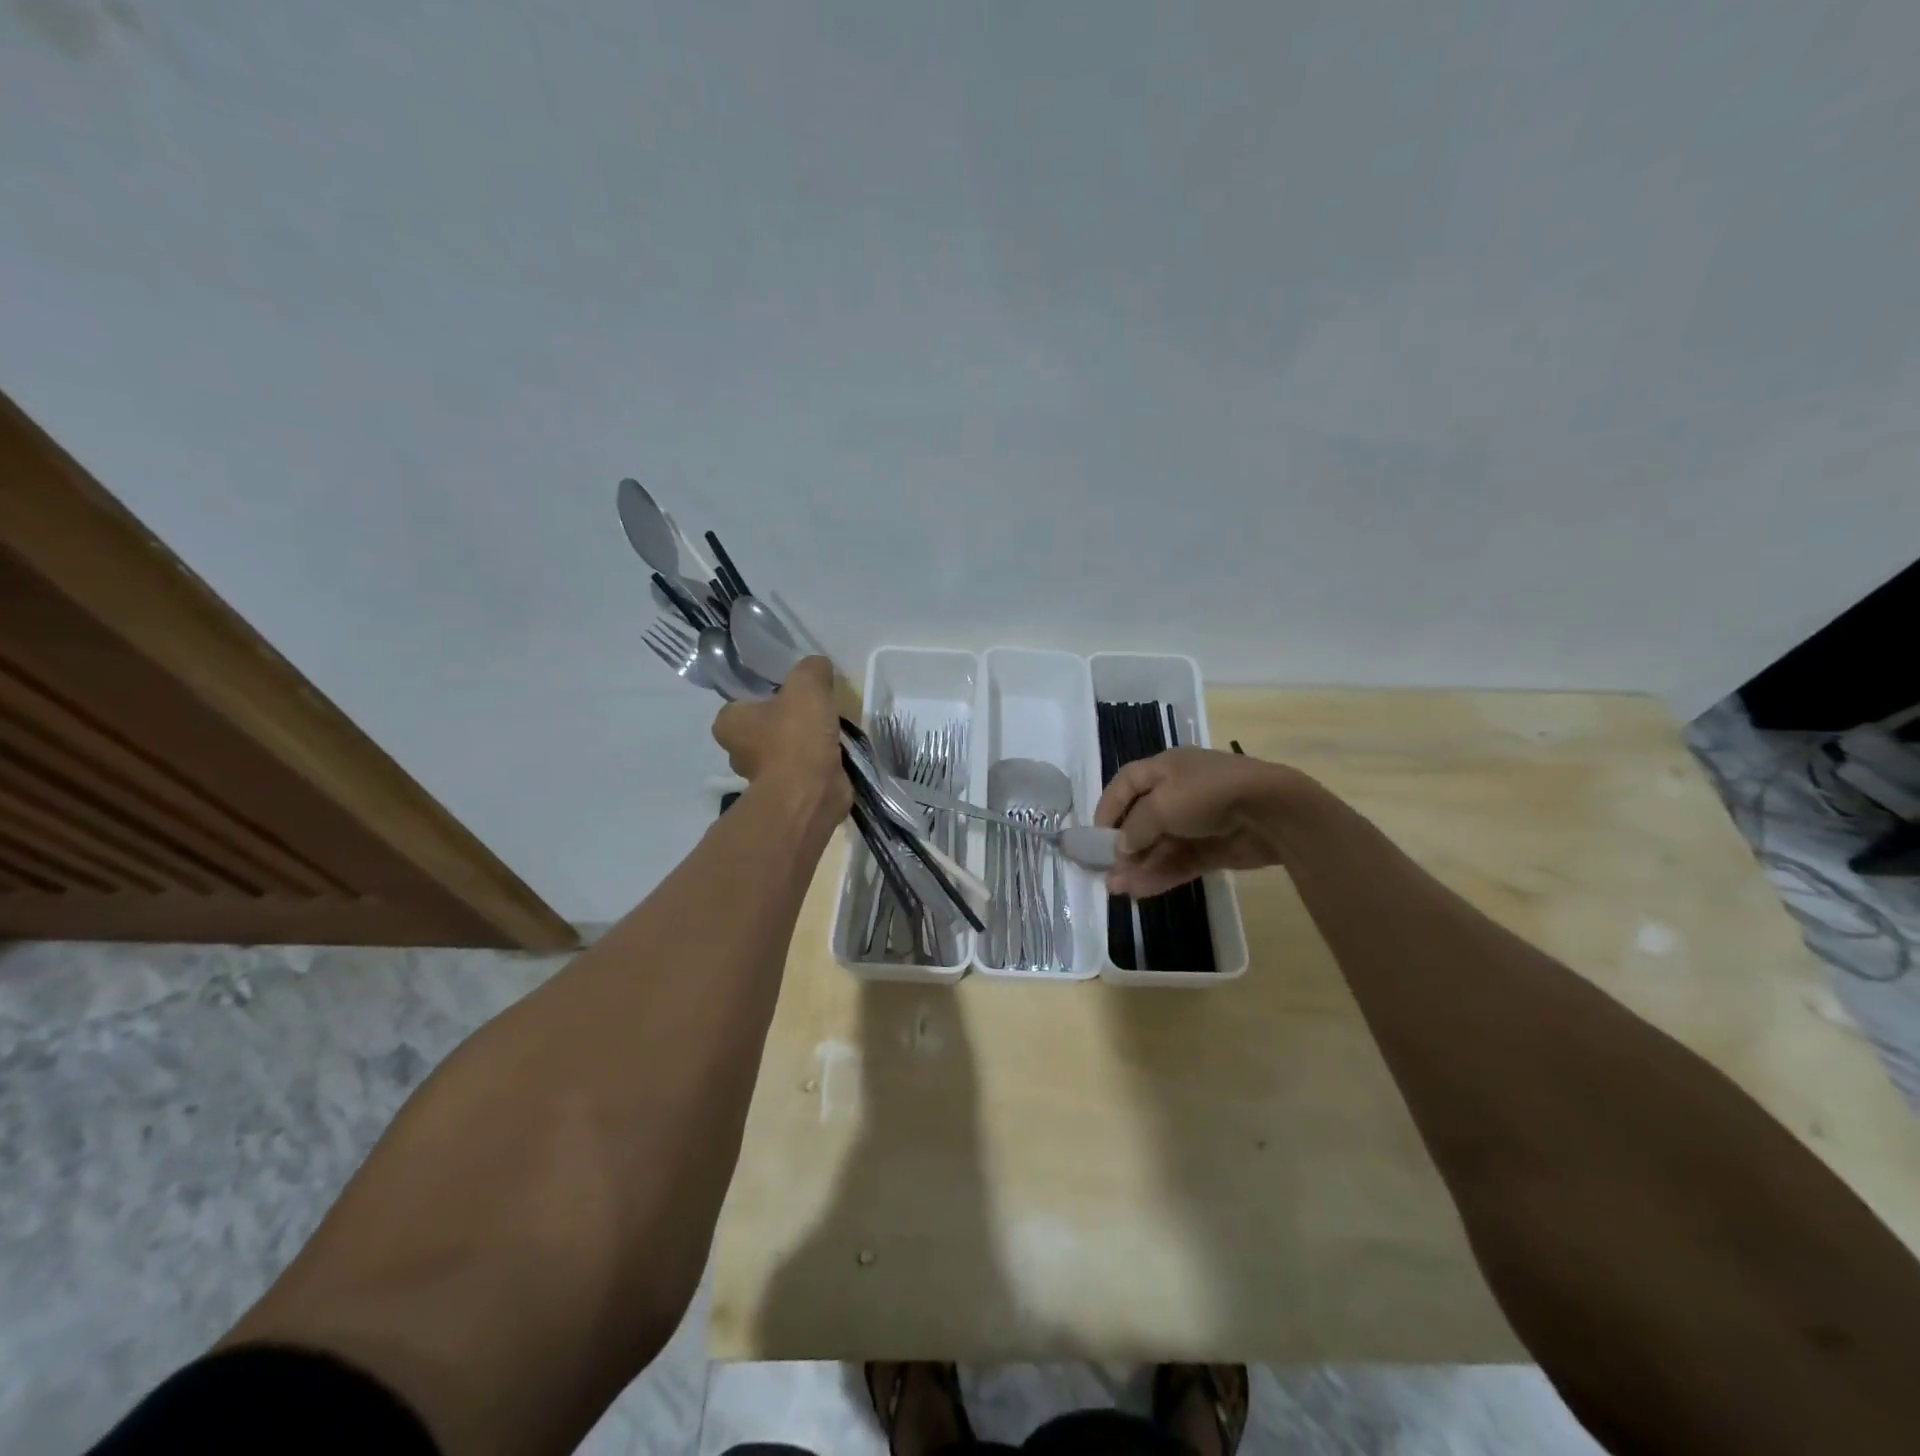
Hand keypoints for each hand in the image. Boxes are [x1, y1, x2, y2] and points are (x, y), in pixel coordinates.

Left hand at [711, 657, 852, 818]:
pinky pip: (803, 768)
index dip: (768, 694)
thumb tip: (819, 667)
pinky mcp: (788, 792)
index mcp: (729, 722)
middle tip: (816, 708)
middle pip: (765, 726)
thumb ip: (811, 669)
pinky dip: (818, 762)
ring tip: (832, 729)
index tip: (793, 691)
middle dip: (788, 720)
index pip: (744, 701)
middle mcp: (738, 751)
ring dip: (806, 742)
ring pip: (786, 748)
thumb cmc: (796, 736)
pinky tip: (837, 752)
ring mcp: (763, 776)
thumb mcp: (806, 685)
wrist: (811, 792)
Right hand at [1094, 747, 1295, 896]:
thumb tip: (1121, 847)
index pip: (1127, 783)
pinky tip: (1141, 891)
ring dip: (1138, 866)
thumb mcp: (1162, 804)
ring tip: (1118, 889)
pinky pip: (1180, 862)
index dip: (1109, 807)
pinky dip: (1161, 875)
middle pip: (1142, 819)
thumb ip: (1136, 827)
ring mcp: (1198, 822)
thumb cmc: (1208, 794)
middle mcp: (1179, 792)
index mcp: (1166, 768)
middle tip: (1105, 871)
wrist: (1272, 811)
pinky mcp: (1213, 848)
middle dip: (1123, 846)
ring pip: (1160, 846)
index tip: (1095, 835)